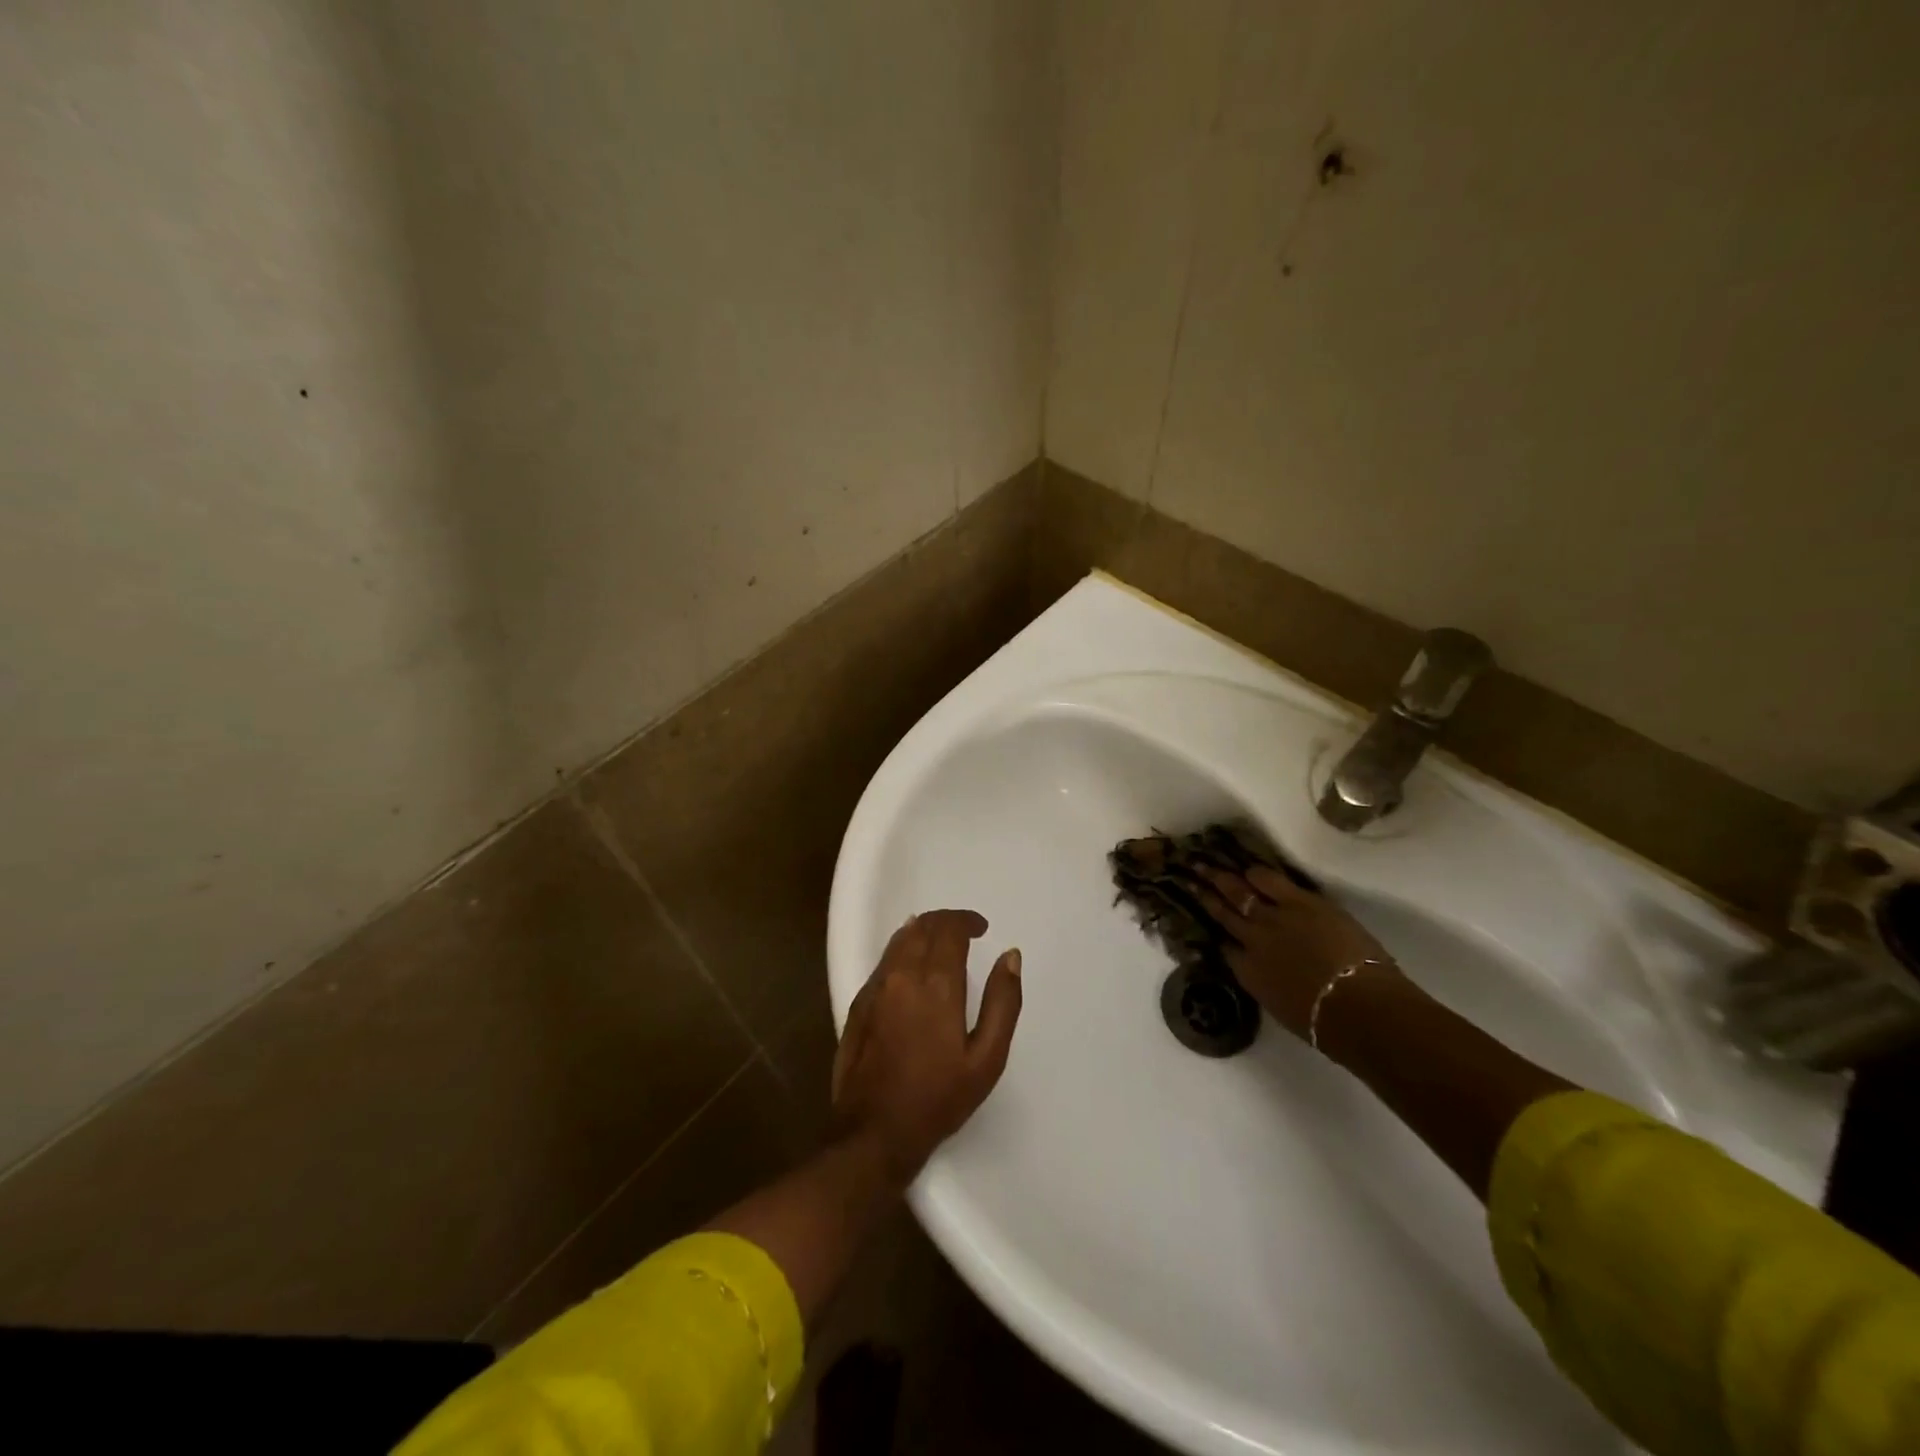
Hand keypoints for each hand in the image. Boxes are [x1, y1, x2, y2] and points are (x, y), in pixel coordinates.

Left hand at [831, 909, 1022, 1185]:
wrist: (874, 1132)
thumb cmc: (938, 1098)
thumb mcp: (987, 1058)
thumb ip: (1003, 1002)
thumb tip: (1010, 956)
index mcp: (936, 984)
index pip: (949, 928)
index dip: (967, 921)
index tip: (982, 928)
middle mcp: (902, 975)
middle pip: (922, 926)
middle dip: (946, 921)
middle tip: (964, 932)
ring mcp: (875, 988)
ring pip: (899, 940)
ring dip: (922, 931)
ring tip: (941, 943)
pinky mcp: (858, 1003)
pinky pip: (884, 961)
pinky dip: (902, 950)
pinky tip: (912, 967)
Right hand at [1193, 864, 1400, 1040]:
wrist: (1355, 1006)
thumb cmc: (1325, 1023)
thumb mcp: (1282, 1007)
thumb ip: (1268, 985)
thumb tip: (1267, 974)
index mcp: (1248, 972)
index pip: (1225, 947)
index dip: (1217, 934)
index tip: (1208, 922)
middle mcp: (1251, 940)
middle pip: (1223, 913)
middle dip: (1204, 894)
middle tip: (1190, 878)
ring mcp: (1272, 917)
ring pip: (1238, 892)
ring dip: (1221, 878)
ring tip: (1207, 865)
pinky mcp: (1298, 901)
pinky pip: (1269, 880)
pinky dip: (1256, 873)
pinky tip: (1249, 868)